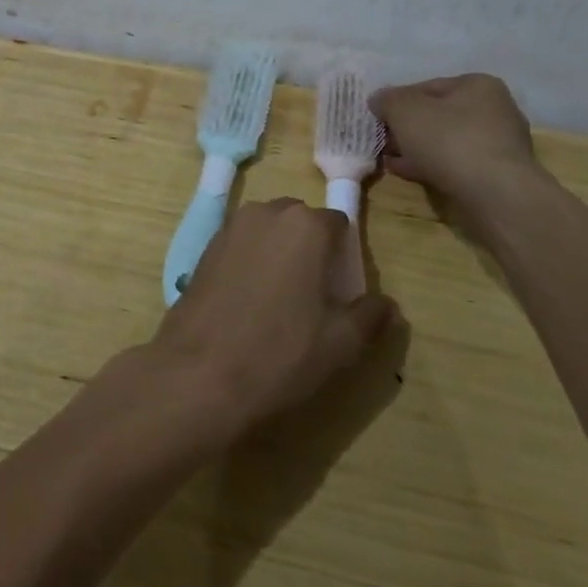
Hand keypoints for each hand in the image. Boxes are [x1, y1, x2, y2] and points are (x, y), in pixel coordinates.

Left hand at [150, 200, 396, 440]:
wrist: (199, 374)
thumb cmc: (279, 353)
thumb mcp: (340, 343)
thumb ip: (370, 316)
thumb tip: (388, 304)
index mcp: (306, 225)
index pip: (338, 225)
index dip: (344, 256)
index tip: (341, 291)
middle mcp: (268, 212)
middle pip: (301, 222)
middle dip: (310, 249)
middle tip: (312, 296)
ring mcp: (232, 226)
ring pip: (269, 231)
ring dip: (279, 252)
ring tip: (278, 301)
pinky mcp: (206, 246)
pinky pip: (242, 244)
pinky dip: (251, 261)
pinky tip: (247, 302)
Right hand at [370, 73, 538, 202]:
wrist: (496, 196)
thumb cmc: (450, 140)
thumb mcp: (405, 111)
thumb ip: (387, 100)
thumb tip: (379, 100)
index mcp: (478, 85)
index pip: (427, 87)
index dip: (398, 101)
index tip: (378, 118)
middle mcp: (495, 110)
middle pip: (438, 115)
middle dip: (407, 128)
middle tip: (383, 141)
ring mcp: (499, 145)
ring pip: (446, 142)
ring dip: (416, 149)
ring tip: (389, 159)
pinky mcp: (497, 175)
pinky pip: (456, 165)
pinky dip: (431, 166)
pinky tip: (407, 173)